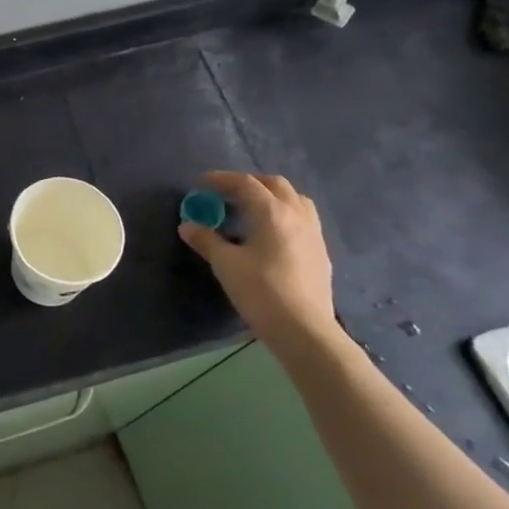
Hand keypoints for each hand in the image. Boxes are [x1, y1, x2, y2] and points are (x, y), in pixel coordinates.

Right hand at [179, 171, 340, 355]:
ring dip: (271, 196)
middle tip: (226, 194)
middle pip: (274, 184)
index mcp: (272, 212)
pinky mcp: (320, 251)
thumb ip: (206, 240)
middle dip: (248, 183)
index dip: (222, 179)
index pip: (245, 184)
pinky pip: (302, 218)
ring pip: (294, 199)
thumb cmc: (261, 292)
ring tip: (251, 209)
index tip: (202, 183)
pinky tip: (271, 234)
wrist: (304, 329)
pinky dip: (284, 214)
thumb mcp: (226, 264)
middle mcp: (296, 215)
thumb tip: (187, 226)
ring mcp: (313, 233)